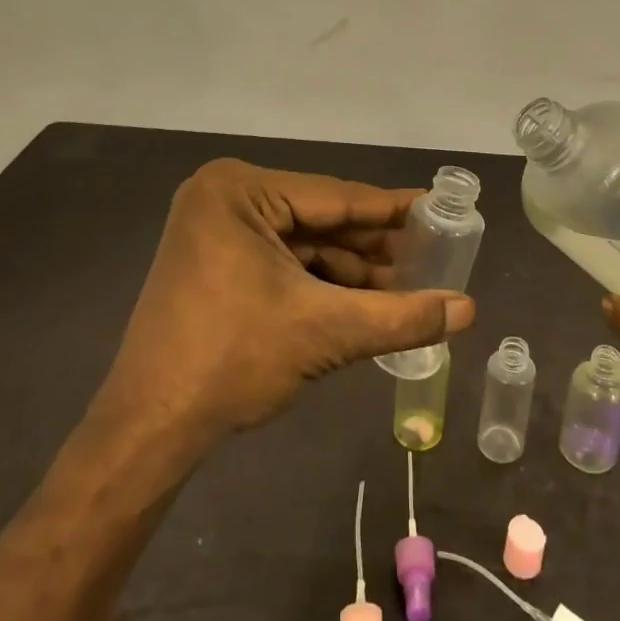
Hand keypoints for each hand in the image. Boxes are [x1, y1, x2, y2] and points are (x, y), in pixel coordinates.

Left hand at [102, 159, 475, 437]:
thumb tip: (470, 310)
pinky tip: (364, 302)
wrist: (149, 429)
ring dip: (352, 269)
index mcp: (240, 191)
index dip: (393, 209)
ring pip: (304, 243)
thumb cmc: (232, 360)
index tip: (440, 209)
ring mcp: (216, 230)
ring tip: (408, 288)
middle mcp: (224, 197)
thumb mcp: (325, 332)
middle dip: (374, 247)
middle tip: (432, 257)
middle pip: (320, 219)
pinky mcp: (215, 262)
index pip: (336, 196)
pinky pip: (283, 261)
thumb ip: (401, 317)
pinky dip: (322, 282)